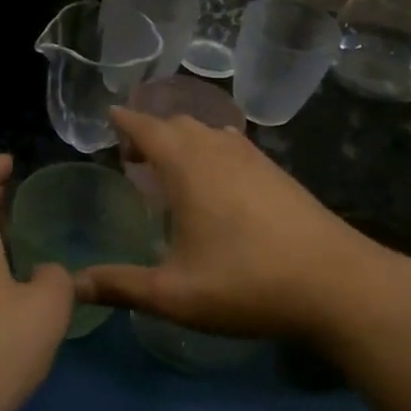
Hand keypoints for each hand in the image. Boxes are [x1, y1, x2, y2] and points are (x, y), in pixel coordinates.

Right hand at [74, 109, 392, 340]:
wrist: (337, 284)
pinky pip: (235, 147)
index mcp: (188, 168)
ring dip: (185, 140)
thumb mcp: (174, 294)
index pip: (148, 128)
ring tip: (171, 167)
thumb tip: (73, 286)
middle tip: (133, 157)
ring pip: (211, 133)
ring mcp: (256, 160)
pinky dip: (213, 151)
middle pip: (179, 124)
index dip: (126, 122)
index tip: (110, 116)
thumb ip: (121, 286)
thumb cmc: (247, 283)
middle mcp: (220, 151)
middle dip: (152, 132)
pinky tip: (219, 182)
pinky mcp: (280, 175)